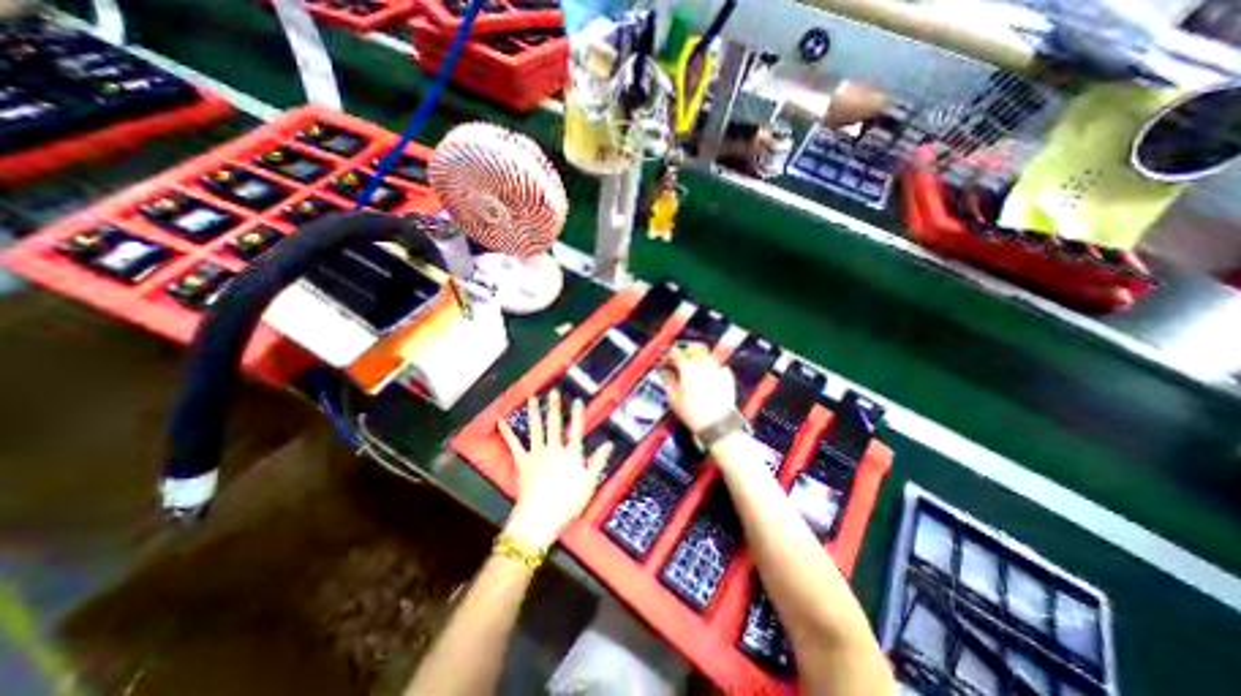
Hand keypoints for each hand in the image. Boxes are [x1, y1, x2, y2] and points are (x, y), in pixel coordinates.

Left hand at [497, 391, 610, 549]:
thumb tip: (609, 444)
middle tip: (554, 391)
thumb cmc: (568, 503)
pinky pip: (514, 444)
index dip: (578, 414)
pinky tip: (501, 421)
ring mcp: (536, 454)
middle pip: (554, 424)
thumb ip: (598, 461)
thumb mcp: (589, 483)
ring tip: (533, 398)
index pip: (576, 429)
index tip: (577, 400)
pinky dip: (507, 432)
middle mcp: (553, 449)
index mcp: (571, 454)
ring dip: (534, 412)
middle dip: (554, 406)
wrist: (540, 518)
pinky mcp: (522, 462)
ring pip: (535, 428)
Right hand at [658, 342, 734, 433]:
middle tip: (678, 364)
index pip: (676, 355)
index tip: (665, 362)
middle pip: (692, 352)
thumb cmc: (693, 412)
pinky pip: (718, 367)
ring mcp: (717, 369)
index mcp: (688, 367)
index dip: (668, 357)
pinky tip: (708, 377)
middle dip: (684, 356)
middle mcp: (703, 364)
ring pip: (706, 358)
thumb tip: (666, 373)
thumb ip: (668, 381)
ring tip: (693, 370)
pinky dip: (712, 369)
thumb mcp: (673, 397)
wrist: (717, 423)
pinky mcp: (727, 378)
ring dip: (698, 360)